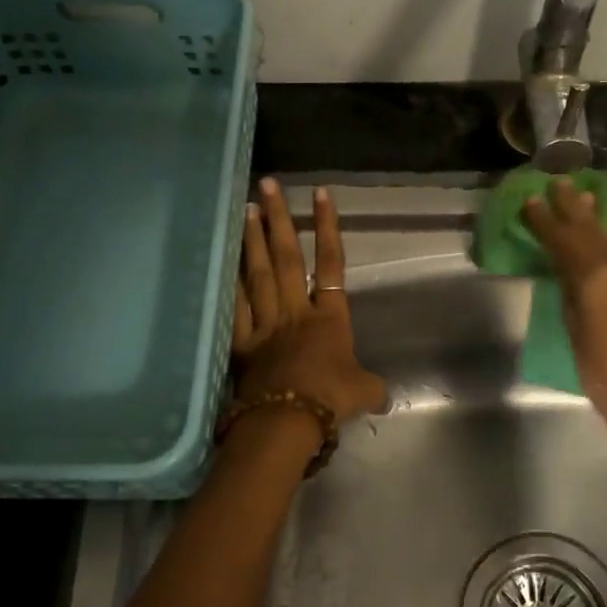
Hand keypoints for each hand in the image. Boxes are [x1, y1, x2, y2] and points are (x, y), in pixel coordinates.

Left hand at [231, 179, 387, 427]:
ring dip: (253, 240)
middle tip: (267, 186)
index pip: (331, 263)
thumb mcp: (363, 392)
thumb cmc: (330, 399)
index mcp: (330, 317)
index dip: (328, 227)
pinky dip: (229, 284)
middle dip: (280, 219)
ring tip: (246, 209)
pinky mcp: (242, 343)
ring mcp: (266, 324)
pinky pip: (236, 307)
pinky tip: (221, 262)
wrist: (288, 420)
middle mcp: (296, 311)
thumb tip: (385, 398)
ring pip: (258, 274)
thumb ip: (372, 388)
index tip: (320, 194)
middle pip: (288, 257)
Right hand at [522, 177, 606, 450]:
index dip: (545, 221)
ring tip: (585, 201)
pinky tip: (606, 246)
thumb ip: (572, 295)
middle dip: (574, 207)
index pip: (564, 241)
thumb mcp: (576, 335)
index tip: (531, 201)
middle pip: (593, 230)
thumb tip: (570, 274)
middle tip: (561, 183)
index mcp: (598, 278)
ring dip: (596, 224)